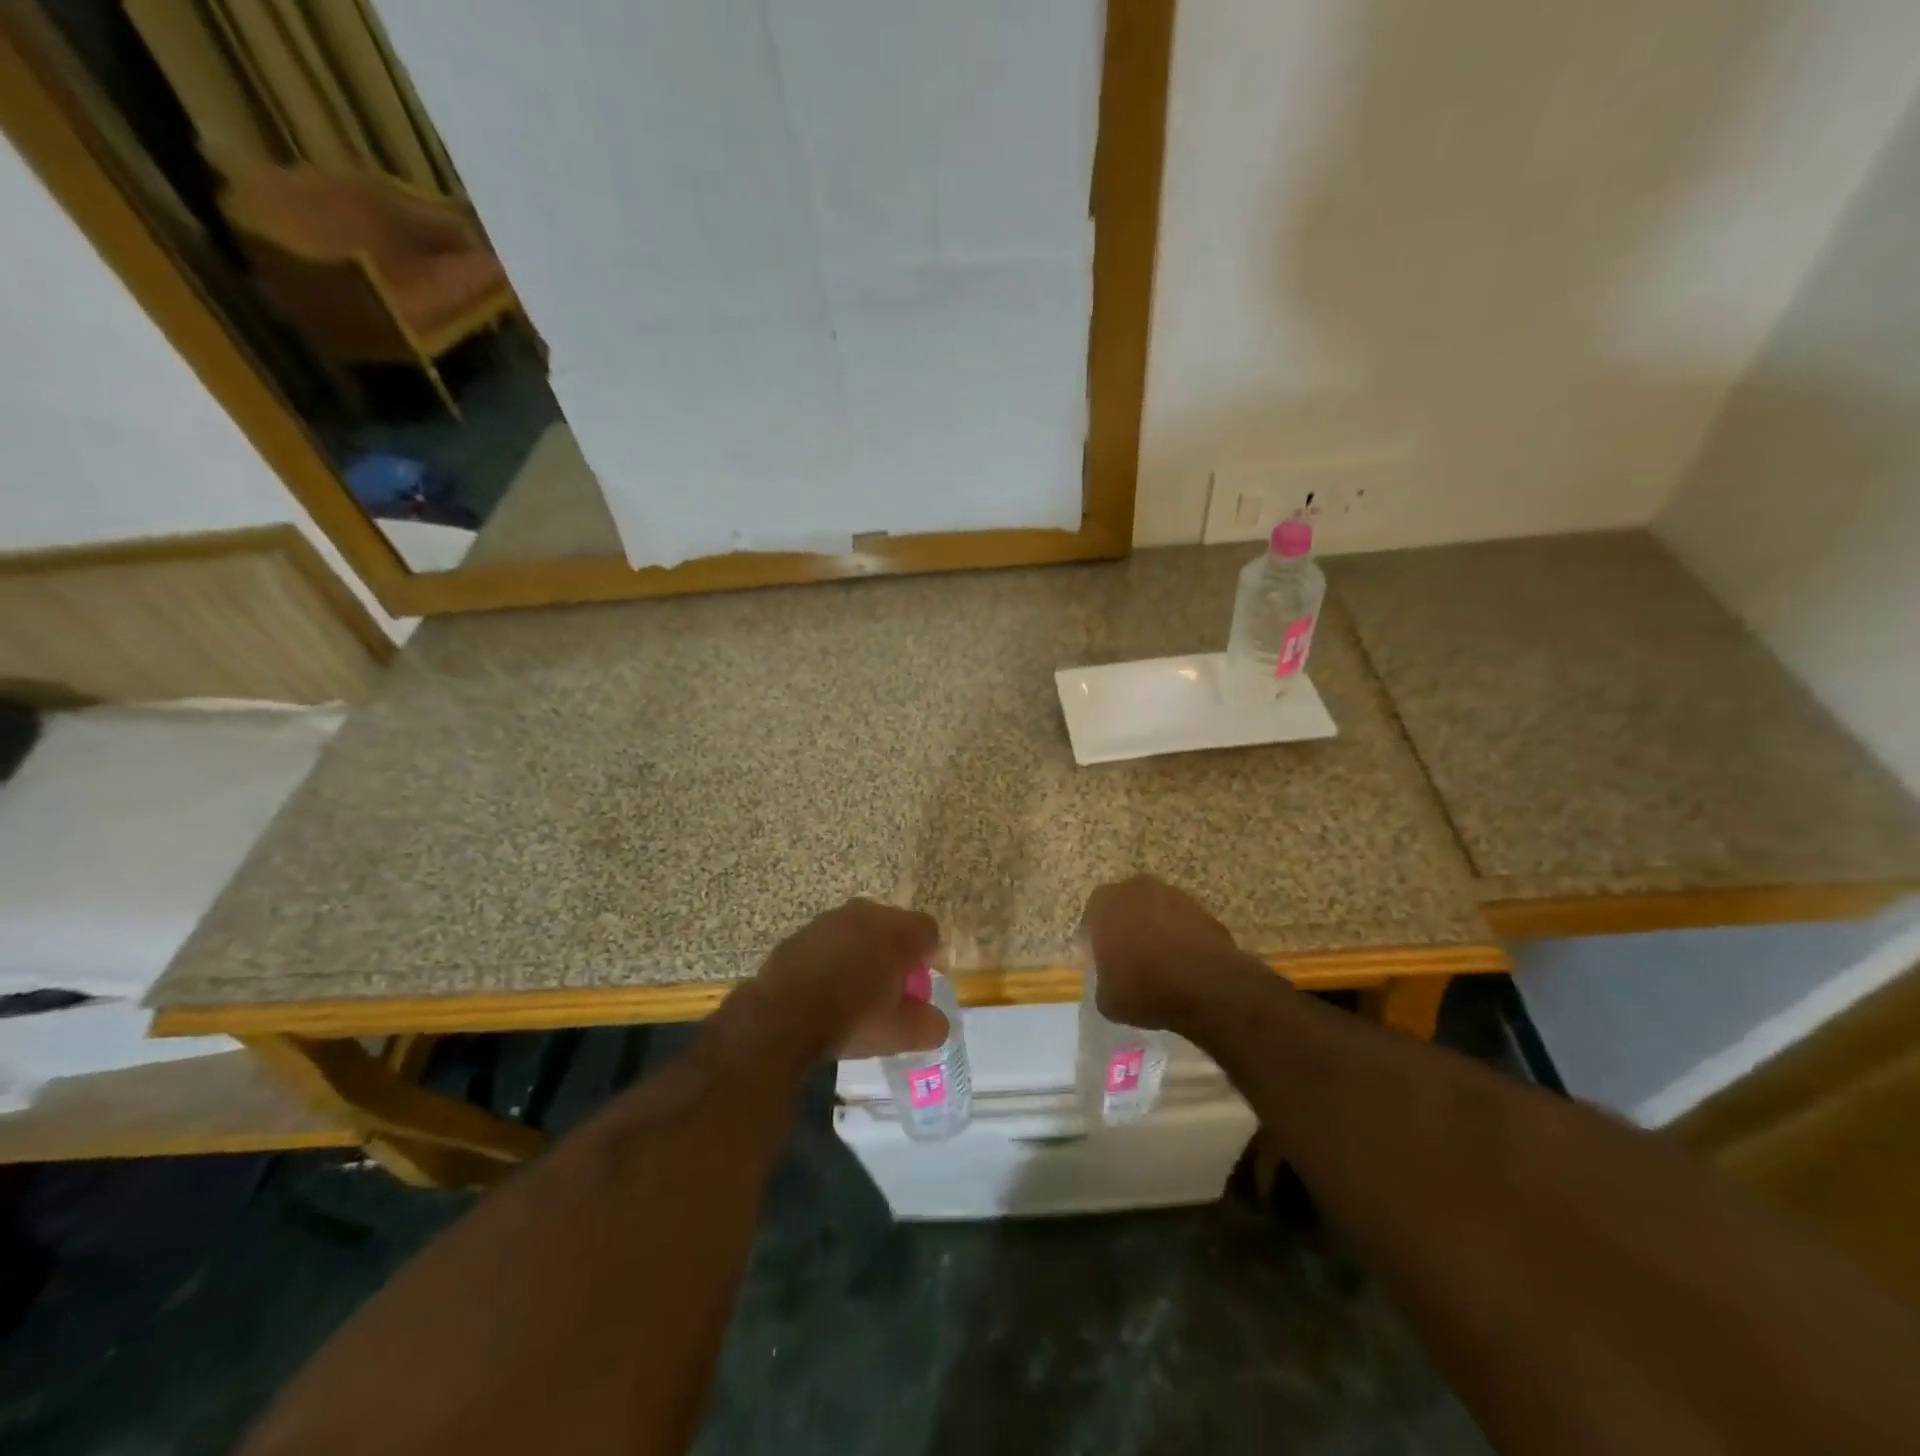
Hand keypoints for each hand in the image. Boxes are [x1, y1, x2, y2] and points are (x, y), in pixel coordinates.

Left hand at [750, 898, 947, 1063]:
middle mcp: (866, 914)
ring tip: (855, 986)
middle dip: (895, 951)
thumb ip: (930, 1026)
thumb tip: (937, 1022)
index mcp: (897, 932)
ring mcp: (830, 919)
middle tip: (889, 986)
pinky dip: (833, 956)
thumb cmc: (851, 1020)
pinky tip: (824, 986)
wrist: (781, 1019)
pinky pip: (829, 940)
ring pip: (859, 929)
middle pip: (893, 925)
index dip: (929, 956)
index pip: (928, 930)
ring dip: (863, 950)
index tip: (918, 983)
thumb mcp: (900, 1034)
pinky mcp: (801, 932)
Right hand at [1078, 875, 1240, 1029]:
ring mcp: (1174, 896)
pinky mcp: (1204, 910)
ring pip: (1156, 911)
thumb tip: (1112, 983)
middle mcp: (1137, 890)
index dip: (1096, 940)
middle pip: (1125, 907)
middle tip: (1131, 959)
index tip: (1104, 962)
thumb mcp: (1108, 1000)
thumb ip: (1104, 982)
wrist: (1206, 986)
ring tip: (1162, 964)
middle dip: (1127, 928)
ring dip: (1156, 930)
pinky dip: (1182, 939)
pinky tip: (1185, 966)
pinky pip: (1184, 924)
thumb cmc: (1144, 988)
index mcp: (1105, 904)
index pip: (1092, 917)